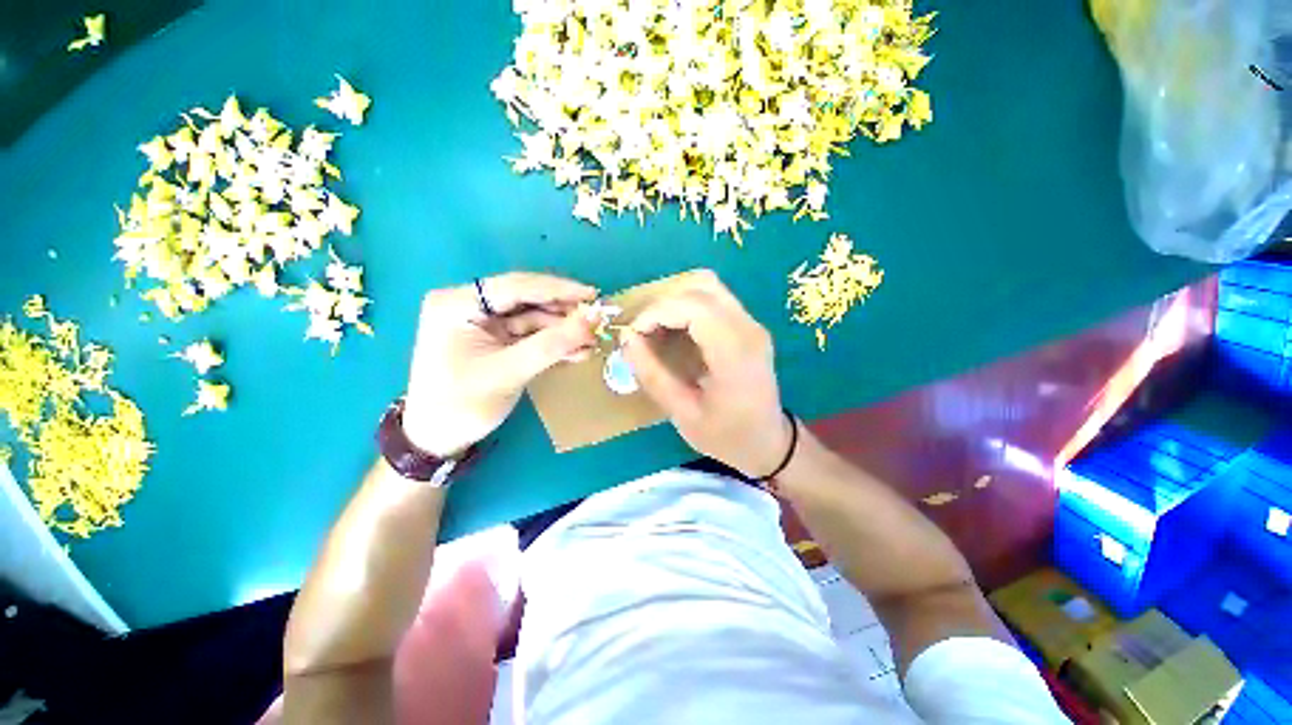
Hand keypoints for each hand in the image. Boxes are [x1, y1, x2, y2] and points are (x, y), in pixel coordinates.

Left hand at [403, 272, 597, 456]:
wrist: (438, 438)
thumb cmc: (462, 405)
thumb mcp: (509, 372)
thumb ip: (552, 344)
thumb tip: (593, 319)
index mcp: (457, 304)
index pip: (516, 286)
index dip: (558, 289)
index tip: (593, 295)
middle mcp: (468, 304)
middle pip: (527, 299)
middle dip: (563, 313)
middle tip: (598, 321)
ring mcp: (483, 321)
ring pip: (533, 317)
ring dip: (563, 330)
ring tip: (593, 342)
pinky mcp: (495, 338)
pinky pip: (530, 333)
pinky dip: (554, 342)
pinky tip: (577, 351)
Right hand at [621, 270, 791, 477]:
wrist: (769, 443)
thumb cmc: (727, 436)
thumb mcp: (684, 414)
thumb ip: (653, 375)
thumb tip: (627, 339)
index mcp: (735, 354)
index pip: (694, 307)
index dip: (657, 312)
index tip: (634, 334)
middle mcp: (748, 329)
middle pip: (701, 286)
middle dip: (663, 303)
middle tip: (643, 332)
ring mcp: (752, 323)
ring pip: (708, 286)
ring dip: (676, 300)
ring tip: (656, 328)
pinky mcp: (749, 325)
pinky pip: (714, 299)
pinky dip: (688, 305)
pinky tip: (675, 329)